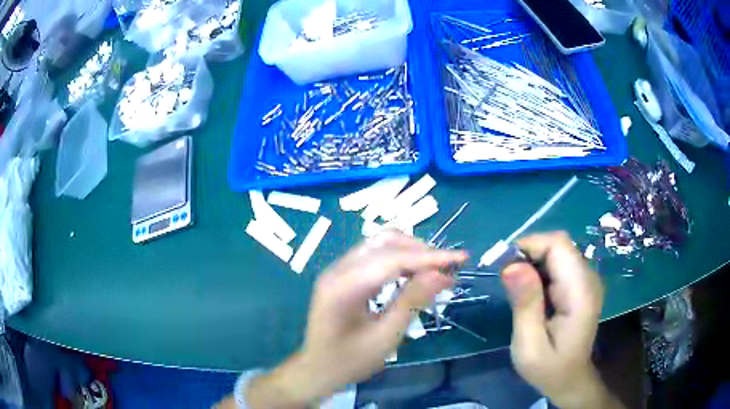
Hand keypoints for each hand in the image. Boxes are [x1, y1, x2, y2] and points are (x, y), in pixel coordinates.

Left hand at [244, 231, 466, 407]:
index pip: (393, 259)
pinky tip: (414, 273)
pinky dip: (398, 259)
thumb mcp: (385, 337)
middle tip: (449, 268)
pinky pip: (374, 256)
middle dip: (421, 251)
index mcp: (343, 286)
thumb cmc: (349, 361)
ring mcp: (337, 270)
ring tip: (436, 270)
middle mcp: (337, 269)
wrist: (317, 370)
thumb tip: (442, 274)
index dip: (430, 257)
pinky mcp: (342, 275)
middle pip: (385, 244)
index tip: (461, 258)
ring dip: (410, 252)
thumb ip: (412, 302)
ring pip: (380, 245)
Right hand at [502, 232, 621, 408]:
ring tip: (516, 288)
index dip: (530, 245)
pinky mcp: (580, 284)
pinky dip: (540, 270)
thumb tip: (511, 266)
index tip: (504, 267)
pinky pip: (559, 263)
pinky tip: (530, 291)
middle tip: (506, 279)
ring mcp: (587, 280)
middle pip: (559, 245)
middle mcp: (588, 279)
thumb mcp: (529, 345)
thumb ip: (525, 305)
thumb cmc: (548, 368)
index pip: (559, 246)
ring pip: (558, 251)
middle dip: (529, 253)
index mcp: (580, 293)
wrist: (570, 379)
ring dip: (533, 262)